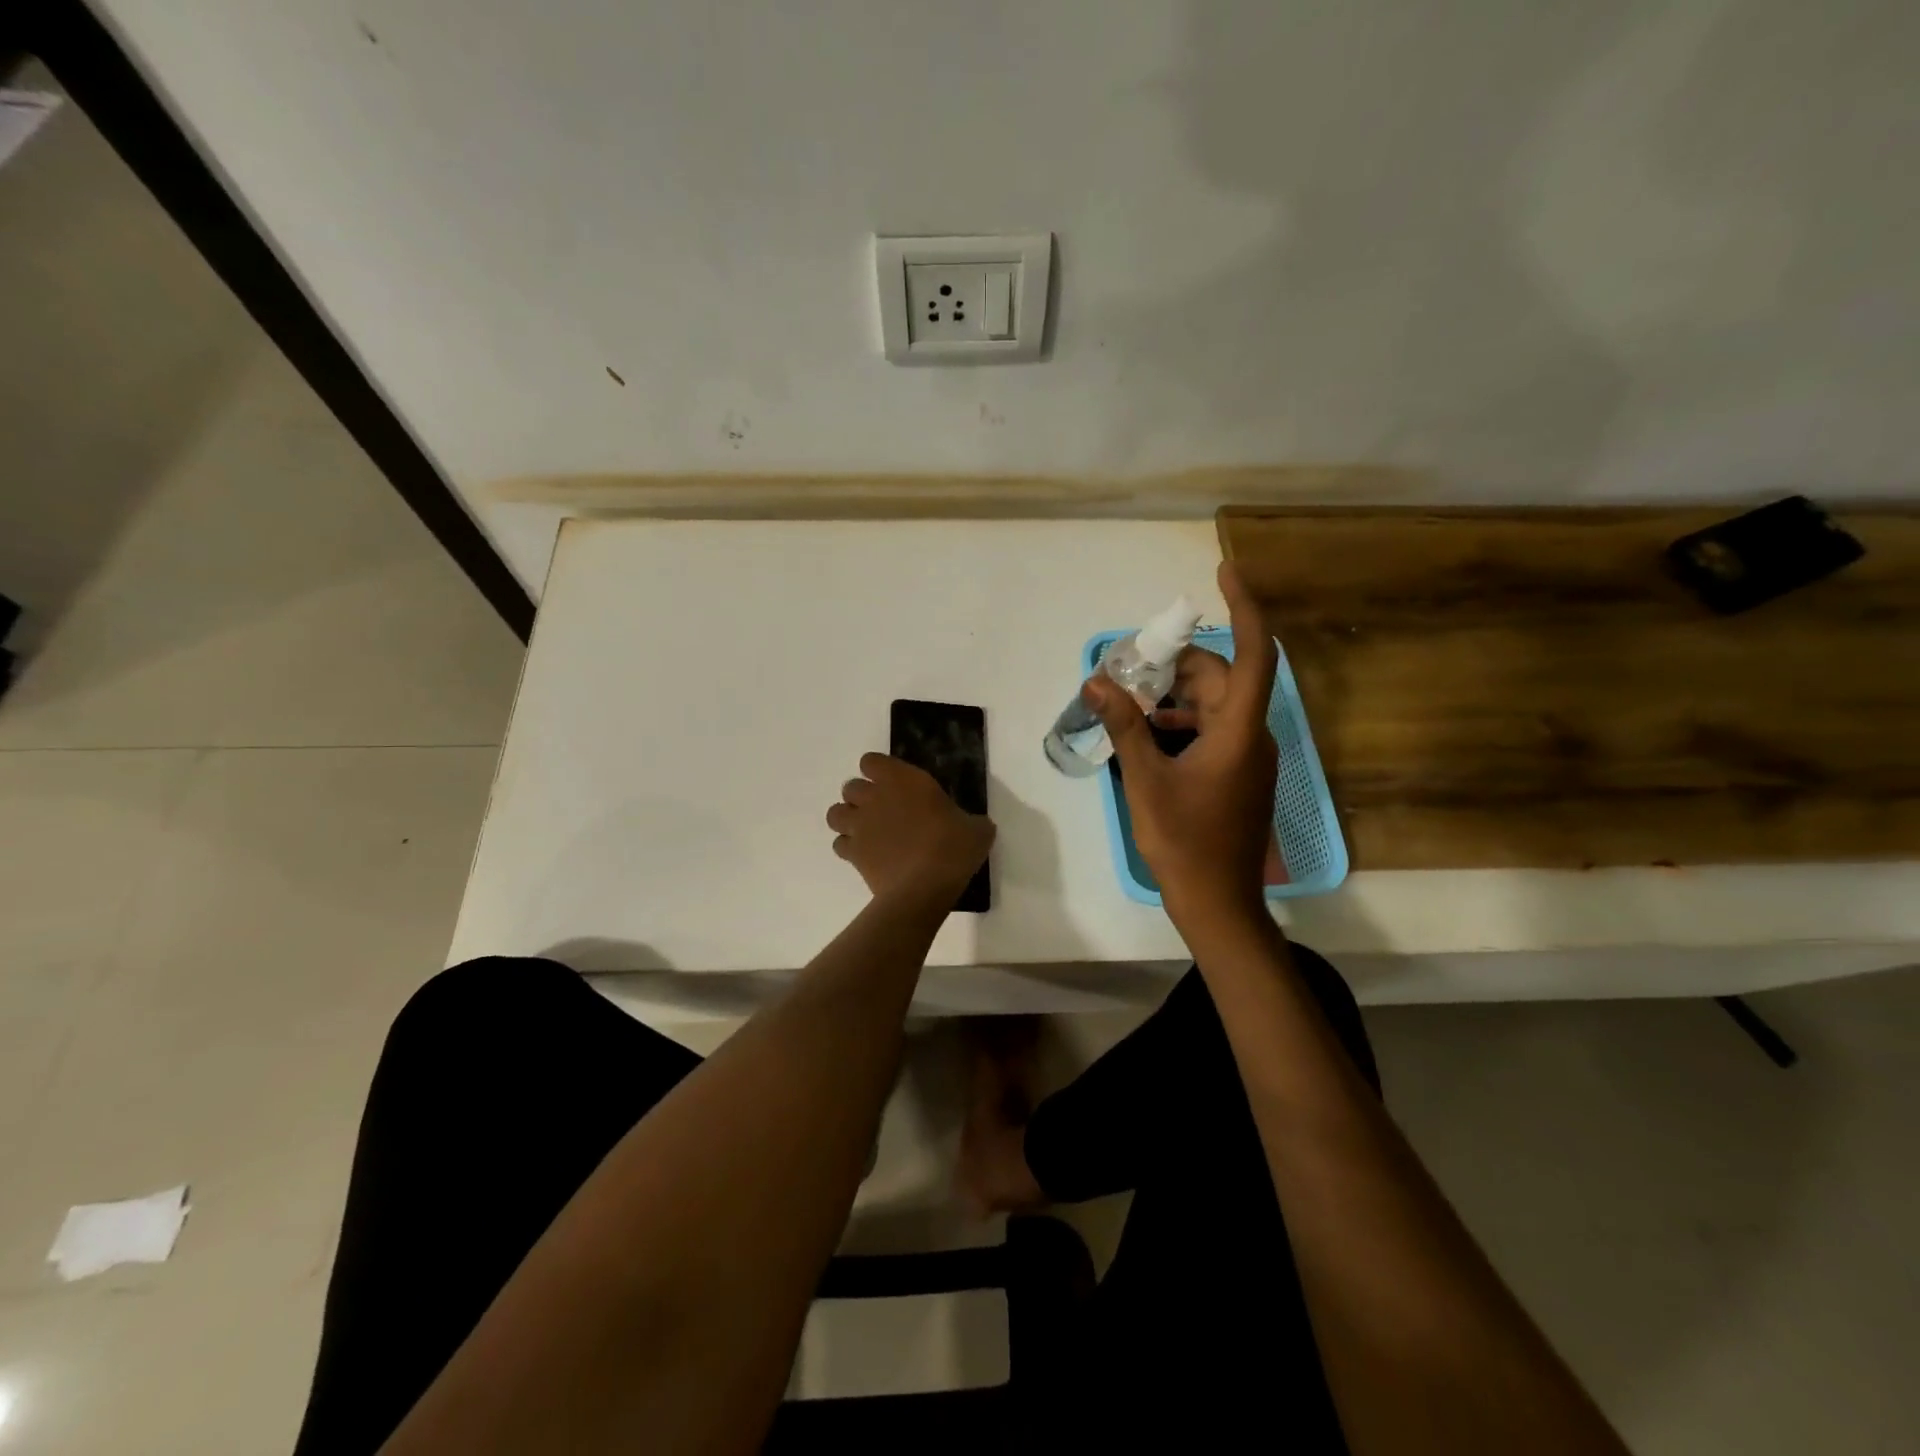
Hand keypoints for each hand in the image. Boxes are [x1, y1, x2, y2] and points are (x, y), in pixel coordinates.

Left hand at [827, 753, 994, 906]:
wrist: (925, 886)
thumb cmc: (953, 848)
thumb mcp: (976, 829)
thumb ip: (971, 821)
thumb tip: (976, 825)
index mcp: (903, 780)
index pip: (872, 761)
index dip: (878, 772)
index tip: (894, 785)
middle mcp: (875, 797)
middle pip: (850, 786)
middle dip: (862, 797)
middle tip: (882, 811)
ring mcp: (860, 825)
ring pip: (835, 813)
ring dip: (847, 819)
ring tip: (866, 831)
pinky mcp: (852, 853)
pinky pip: (839, 844)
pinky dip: (848, 848)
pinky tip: (865, 856)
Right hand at [1086, 561, 1278, 927]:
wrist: (1217, 902)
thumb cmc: (1184, 842)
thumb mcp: (1146, 781)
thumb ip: (1124, 726)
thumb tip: (1097, 682)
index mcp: (1239, 732)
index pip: (1254, 654)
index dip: (1245, 607)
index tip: (1225, 570)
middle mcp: (1252, 736)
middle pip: (1224, 677)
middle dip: (1180, 663)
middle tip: (1133, 663)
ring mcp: (1248, 757)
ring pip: (1217, 703)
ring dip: (1177, 694)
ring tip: (1131, 698)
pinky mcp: (1238, 774)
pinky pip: (1214, 728)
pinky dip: (1183, 720)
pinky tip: (1148, 731)